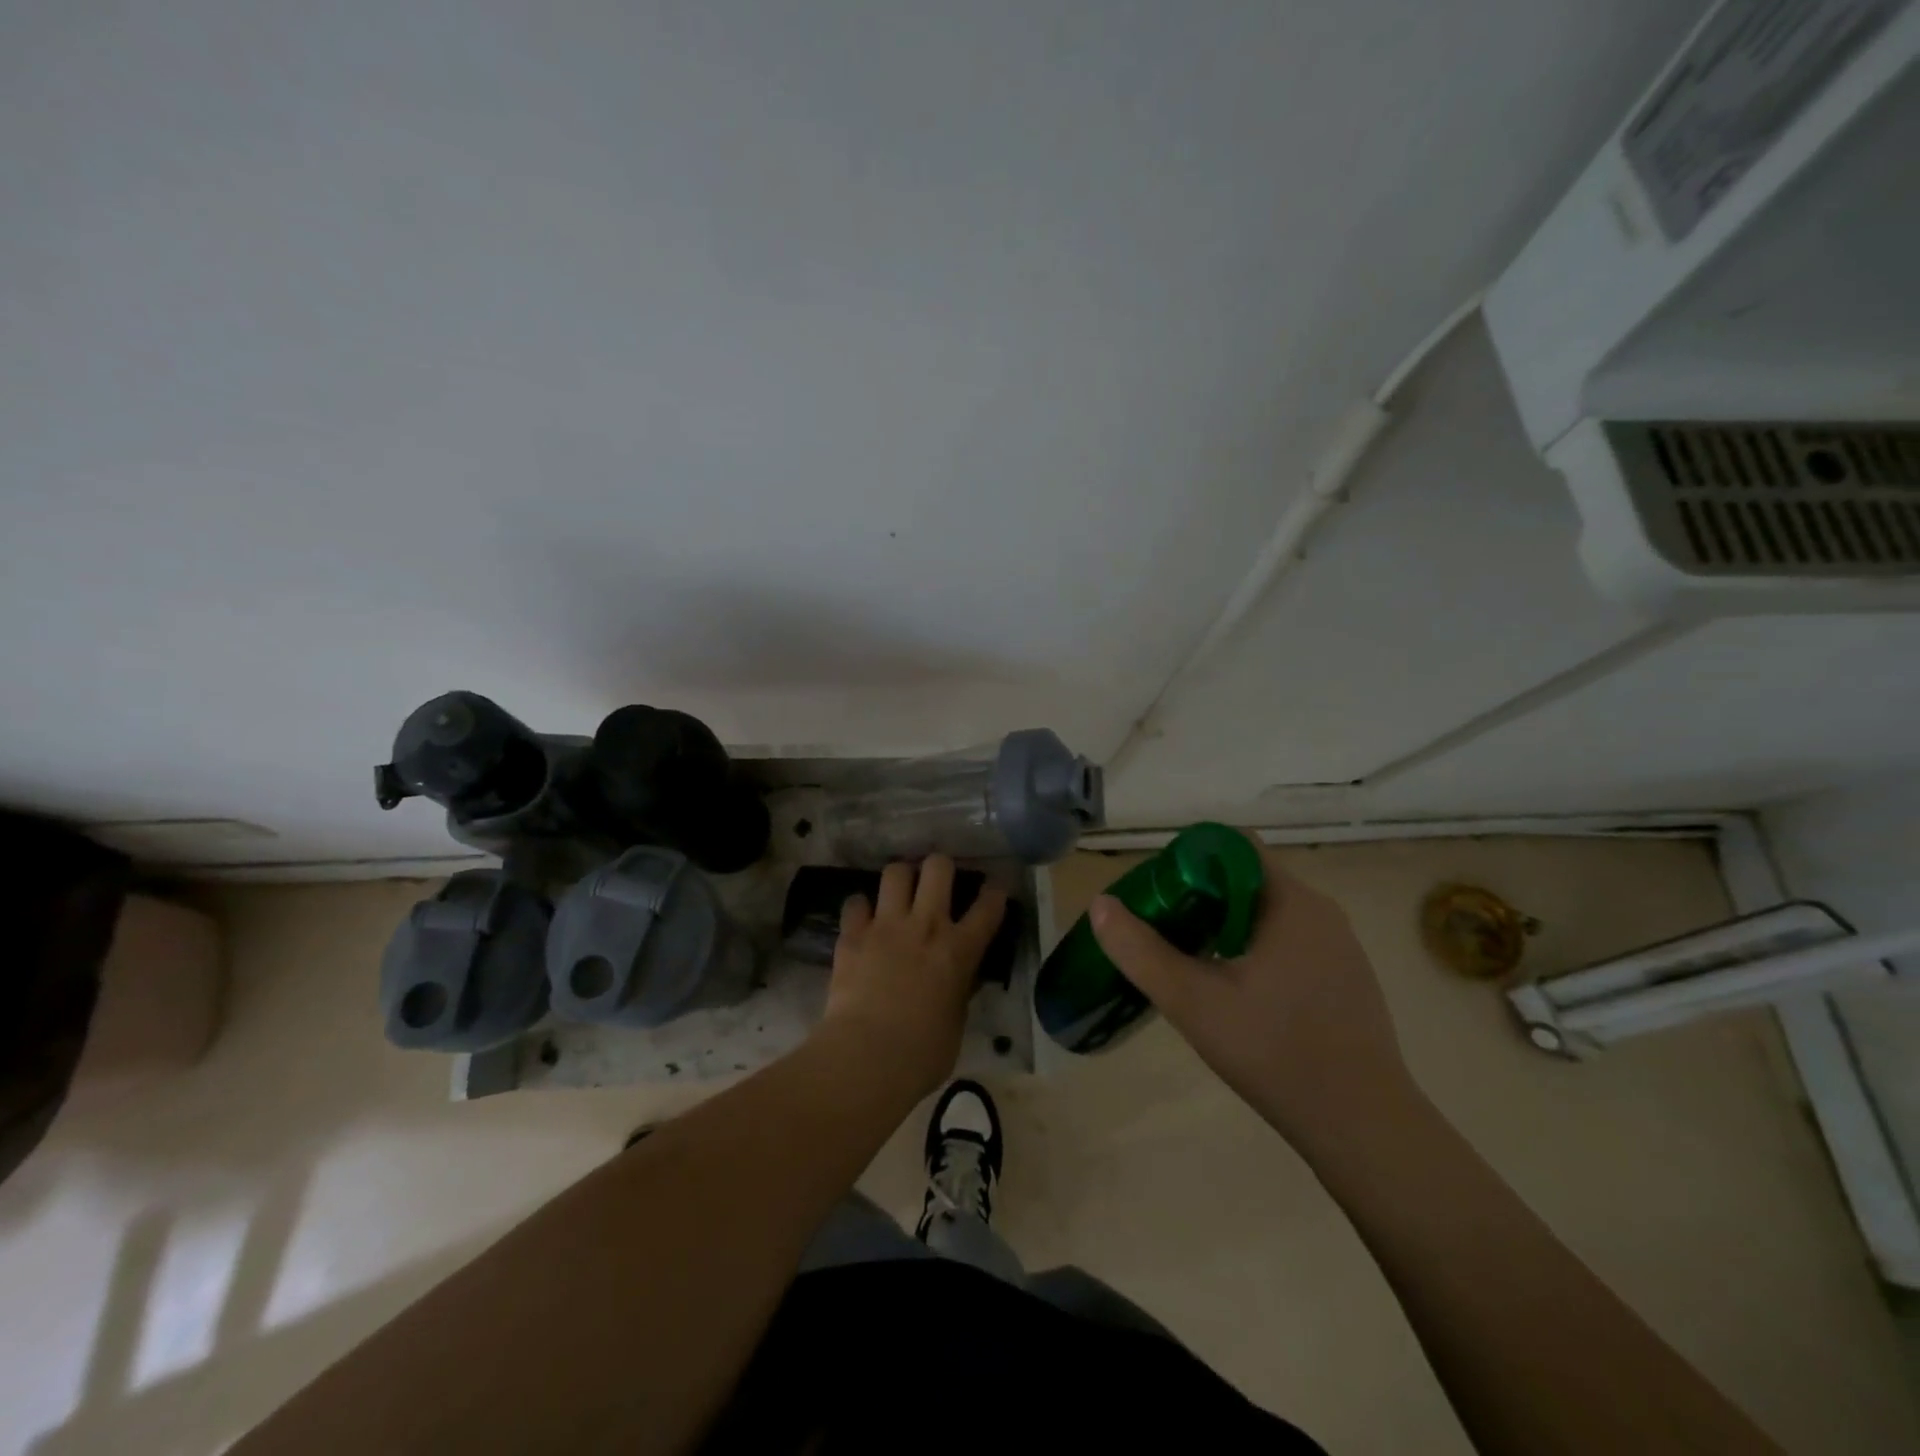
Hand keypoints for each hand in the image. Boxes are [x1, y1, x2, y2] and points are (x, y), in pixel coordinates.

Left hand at [820, 855, 1007, 1101]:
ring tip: (899, 891)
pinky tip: (862, 918)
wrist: (868, 1057)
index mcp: (959, 949)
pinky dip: (860, 907)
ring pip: (895, 871)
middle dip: (940, 867)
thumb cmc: (923, 1053)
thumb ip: (960, 991)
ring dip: (900, 878)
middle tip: (937, 881)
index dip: (995, 892)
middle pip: (938, 867)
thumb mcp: (956, 1022)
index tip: (993, 888)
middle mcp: (926, 925)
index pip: (988, 906)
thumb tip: (962, 979)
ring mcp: (887, 925)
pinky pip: (855, 902)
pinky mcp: (853, 935)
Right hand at [1089, 847, 1415, 1159]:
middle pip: (1246, 879)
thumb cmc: (1275, 1052)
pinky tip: (1236, 992)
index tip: (1159, 892)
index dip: (1188, 859)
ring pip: (1267, 913)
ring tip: (1191, 960)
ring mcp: (1339, 946)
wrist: (1365, 1128)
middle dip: (1200, 896)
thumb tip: (1100, 905)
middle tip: (1165, 928)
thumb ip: (1140, 951)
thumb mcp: (1192, 1001)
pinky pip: (1289, 942)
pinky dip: (1254, 949)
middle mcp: (1320, 911)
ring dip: (1226, 925)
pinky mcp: (1346, 977)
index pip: (1232, 847)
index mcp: (1291, 902)